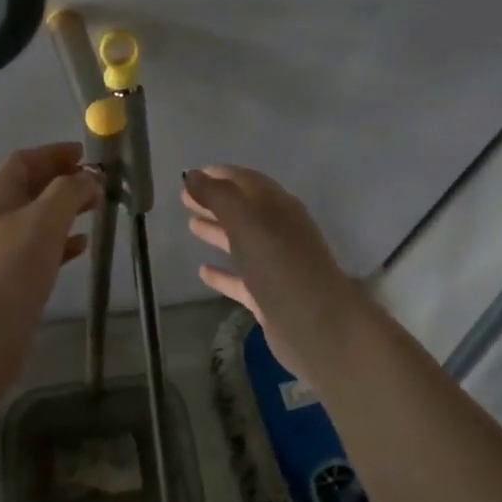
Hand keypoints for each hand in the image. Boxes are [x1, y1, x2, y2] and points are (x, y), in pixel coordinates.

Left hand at [0, 142, 100, 358]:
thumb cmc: (11, 269)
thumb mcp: (45, 220)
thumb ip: (69, 191)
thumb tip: (88, 178)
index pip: (22, 161)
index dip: (53, 153)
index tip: (86, 154)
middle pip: (28, 188)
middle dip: (62, 181)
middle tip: (97, 185)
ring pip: (35, 219)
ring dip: (64, 211)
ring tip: (96, 211)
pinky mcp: (6, 279)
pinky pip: (36, 249)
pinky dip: (59, 242)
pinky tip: (81, 248)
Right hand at [182, 165, 360, 370]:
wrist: (318, 327)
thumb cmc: (281, 265)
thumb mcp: (247, 222)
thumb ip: (218, 196)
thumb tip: (191, 175)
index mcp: (278, 207)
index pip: (246, 181)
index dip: (220, 175)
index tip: (190, 174)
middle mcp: (279, 232)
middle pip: (243, 209)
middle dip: (215, 201)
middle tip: (183, 198)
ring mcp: (275, 266)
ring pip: (242, 242)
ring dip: (218, 231)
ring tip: (191, 225)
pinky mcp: (269, 297)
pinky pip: (241, 279)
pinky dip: (223, 273)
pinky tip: (202, 272)